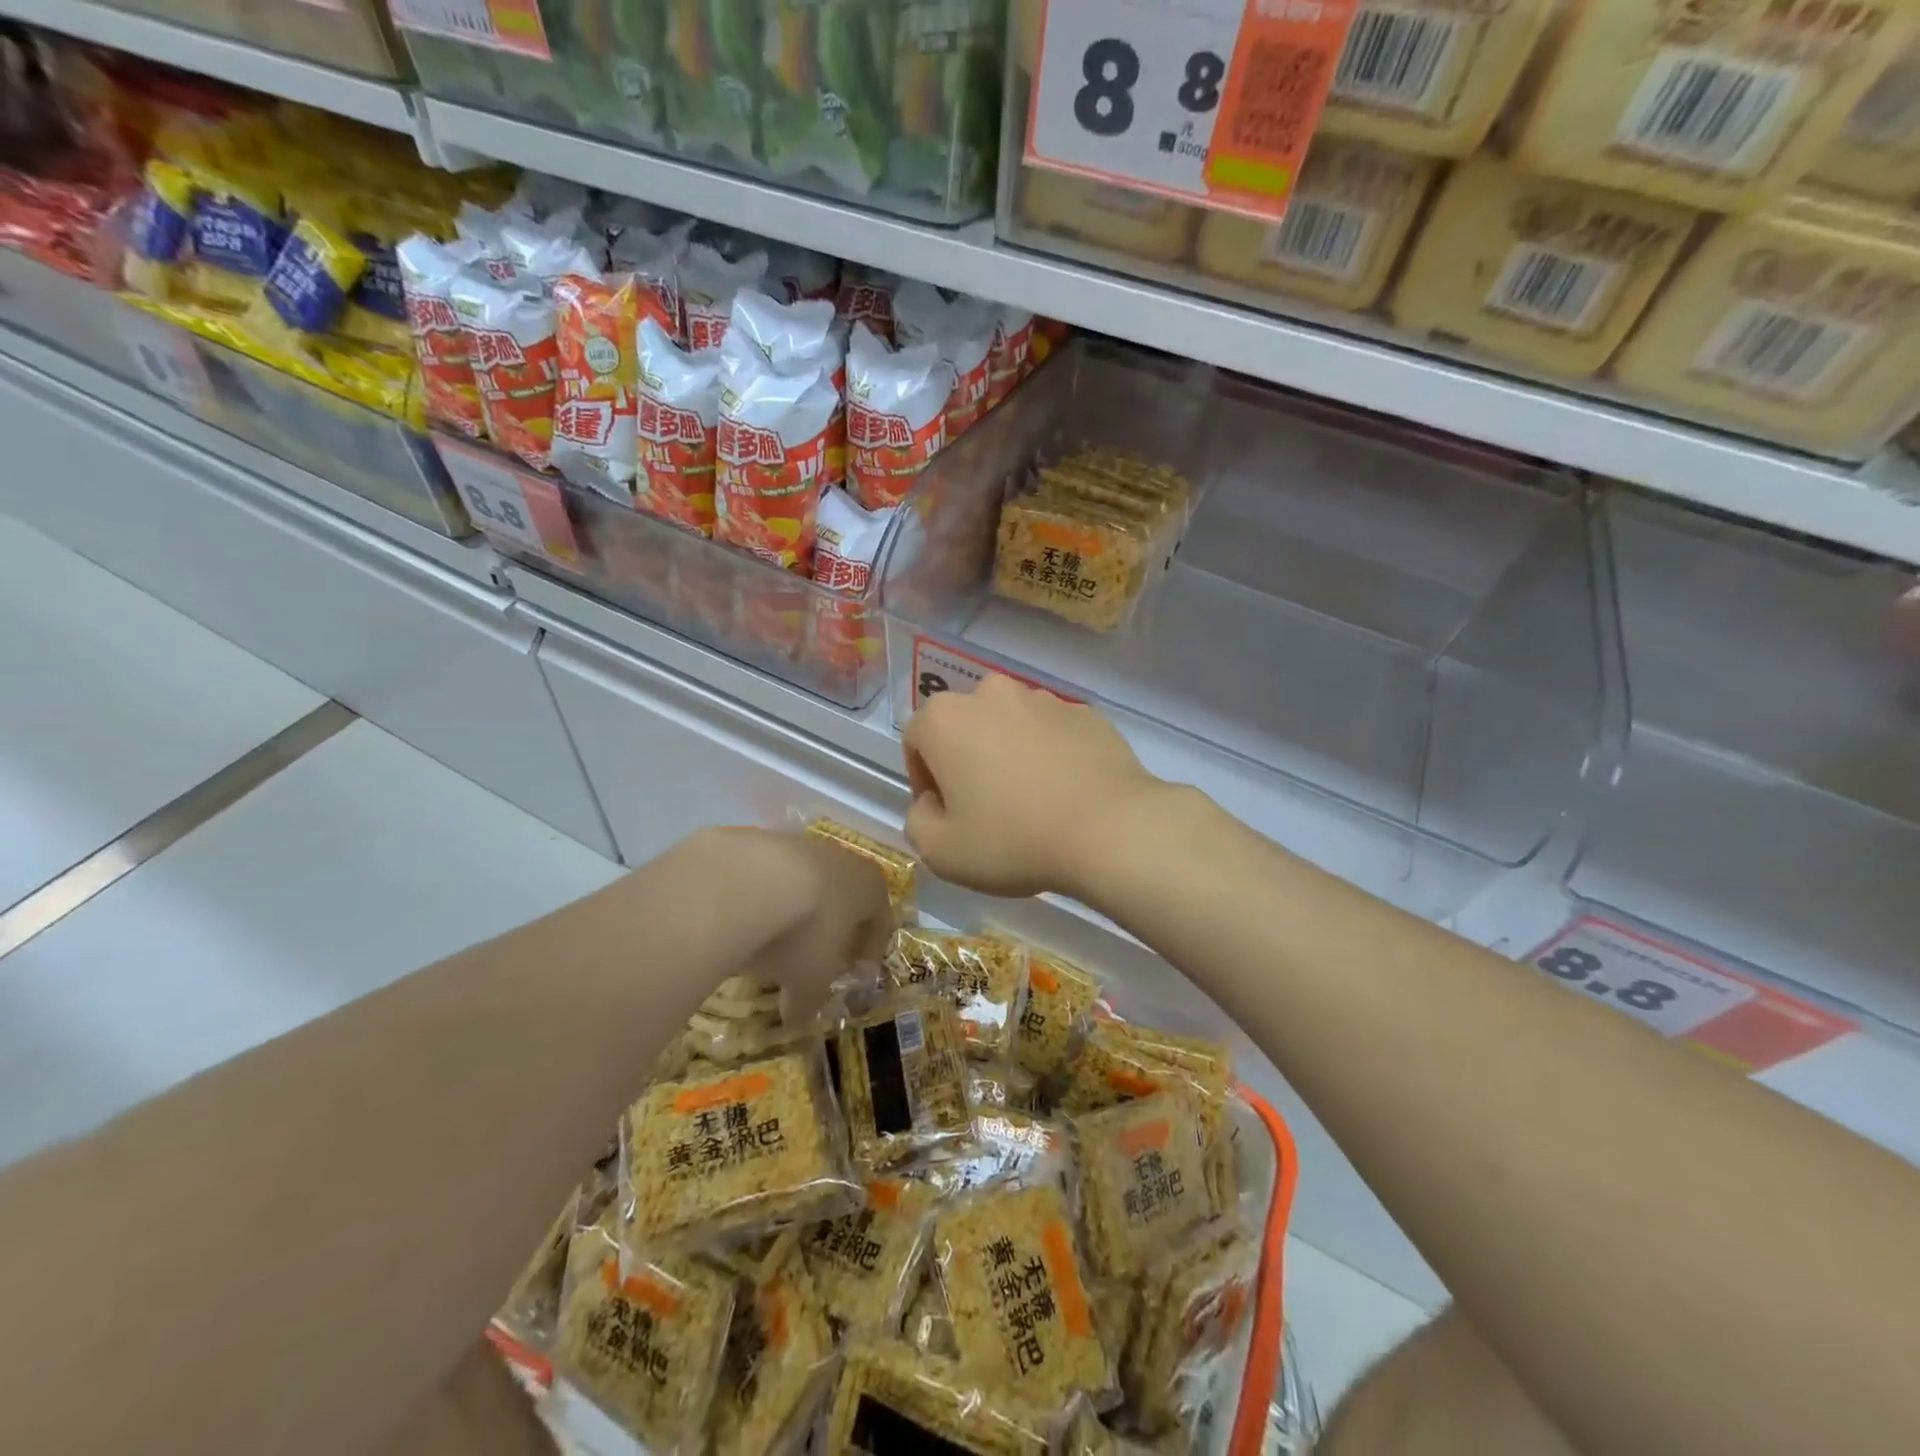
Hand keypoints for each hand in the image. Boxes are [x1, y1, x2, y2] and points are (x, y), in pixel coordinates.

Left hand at [685, 828, 893, 1021]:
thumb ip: (810, 1002)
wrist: (744, 881)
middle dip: (831, 930)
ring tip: (770, 944)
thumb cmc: (802, 933)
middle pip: (844, 897)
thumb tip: (798, 1021)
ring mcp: (800, 844)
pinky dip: (760, 898)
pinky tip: (741, 921)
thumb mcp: (810, 981)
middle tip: (813, 962)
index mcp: (870, 887)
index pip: (881, 921)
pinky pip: (767, 875)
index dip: (869, 952)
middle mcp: (842, 858)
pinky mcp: (760, 839)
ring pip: (805, 883)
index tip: (852, 976)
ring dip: (794, 911)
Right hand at [902, 676, 1162, 898]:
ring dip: (1007, 753)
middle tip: (984, 807)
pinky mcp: (1085, 713)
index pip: (916, 740)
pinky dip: (1049, 754)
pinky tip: (1064, 793)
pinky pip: (1052, 733)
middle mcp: (991, 694)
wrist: (1110, 829)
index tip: (945, 814)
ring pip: (1009, 725)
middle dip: (965, 760)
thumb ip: (917, 820)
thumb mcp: (941, 852)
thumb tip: (933, 802)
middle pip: (964, 726)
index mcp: (946, 718)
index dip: (924, 779)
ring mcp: (1043, 699)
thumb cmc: (1013, 839)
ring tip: (1029, 801)